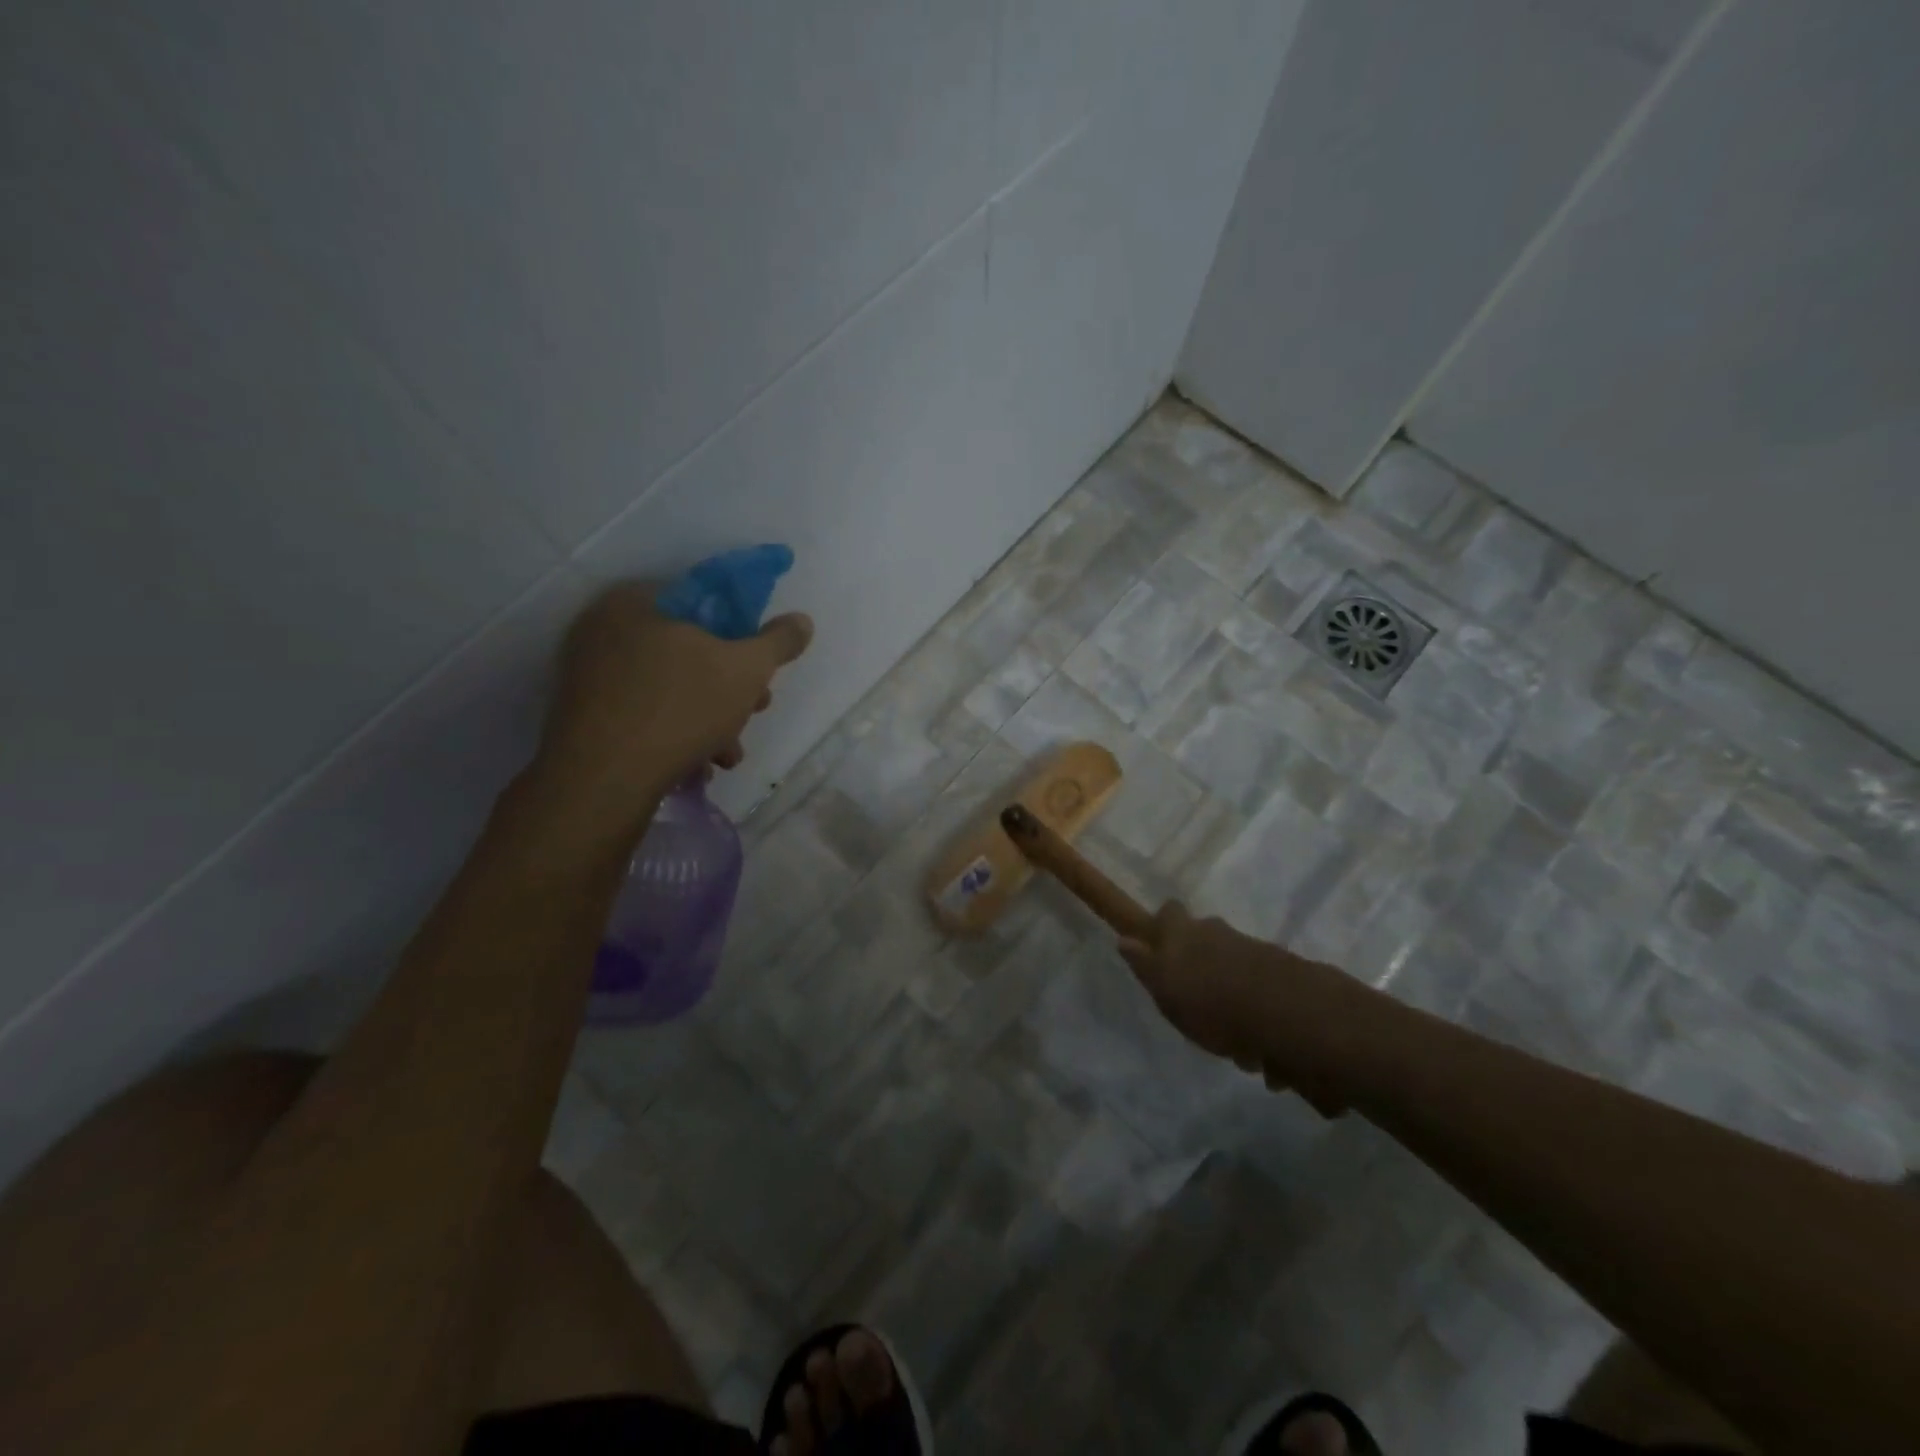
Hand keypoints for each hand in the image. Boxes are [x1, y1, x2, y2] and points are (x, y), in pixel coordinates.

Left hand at [533, 582, 812, 823]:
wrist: (604, 780)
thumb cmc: (681, 708)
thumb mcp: (747, 669)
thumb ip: (779, 642)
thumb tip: (802, 621)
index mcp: (637, 601)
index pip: (704, 603)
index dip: (742, 636)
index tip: (761, 670)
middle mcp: (604, 629)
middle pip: (688, 651)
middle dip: (729, 688)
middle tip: (754, 711)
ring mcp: (588, 675)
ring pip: (669, 688)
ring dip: (709, 719)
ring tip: (728, 754)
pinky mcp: (584, 716)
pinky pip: (642, 714)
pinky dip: (674, 734)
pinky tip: (697, 765)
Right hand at [1118, 901, 1369, 1116]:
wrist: (1287, 1015)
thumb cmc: (1211, 1002)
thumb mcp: (1165, 987)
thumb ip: (1145, 964)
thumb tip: (1124, 940)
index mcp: (1186, 933)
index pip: (1168, 913)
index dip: (1163, 927)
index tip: (1159, 951)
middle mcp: (1220, 934)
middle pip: (1205, 942)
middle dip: (1201, 969)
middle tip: (1198, 1009)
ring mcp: (1255, 952)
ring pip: (1236, 972)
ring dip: (1233, 1004)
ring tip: (1237, 1049)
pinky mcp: (1286, 978)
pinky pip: (1264, 1000)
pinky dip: (1261, 1024)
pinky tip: (1265, 1058)